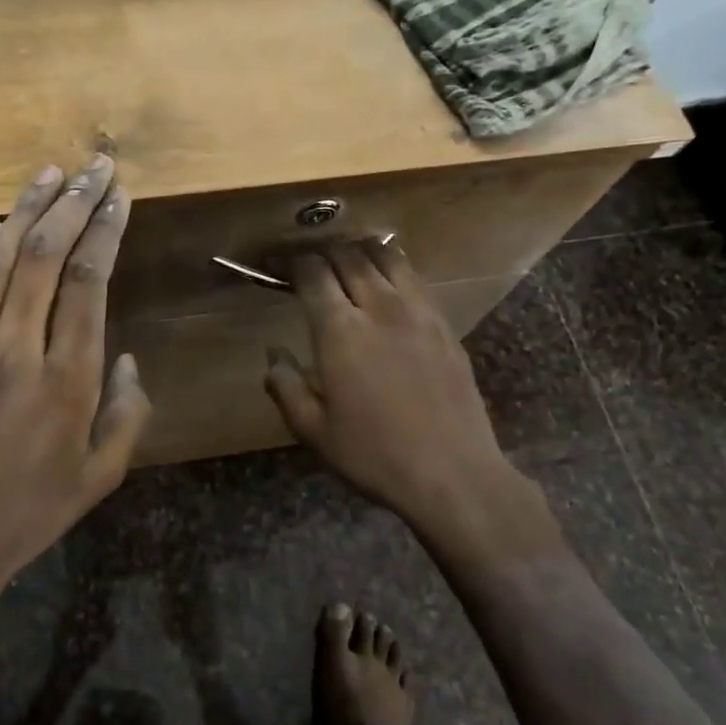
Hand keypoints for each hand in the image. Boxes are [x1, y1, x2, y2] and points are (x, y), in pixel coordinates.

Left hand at [0, 157, 150, 641]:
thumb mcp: (101, 476)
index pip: (90, 284)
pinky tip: (0, 227)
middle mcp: (19, 351)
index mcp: (68, 381)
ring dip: (27, 212)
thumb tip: (125, 359)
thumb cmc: (31, 513)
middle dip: (74, 204)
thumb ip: (127, 413)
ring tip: (49, 172)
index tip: (118, 195)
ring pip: (1, 261)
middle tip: (94, 165)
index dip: (105, 231)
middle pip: (48, 258)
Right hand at [263, 240, 520, 534]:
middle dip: (324, 251)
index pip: (313, 273)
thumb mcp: (312, 430)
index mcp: (340, 331)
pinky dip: (394, 270)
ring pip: (388, 257)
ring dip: (361, 252)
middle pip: (349, 256)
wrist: (452, 473)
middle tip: (310, 264)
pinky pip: (416, 279)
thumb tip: (273, 354)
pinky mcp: (445, 325)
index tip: (278, 264)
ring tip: (347, 262)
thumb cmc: (373, 454)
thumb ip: (285, 385)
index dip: (292, 262)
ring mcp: (419, 312)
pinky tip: (388, 286)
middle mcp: (380, 307)